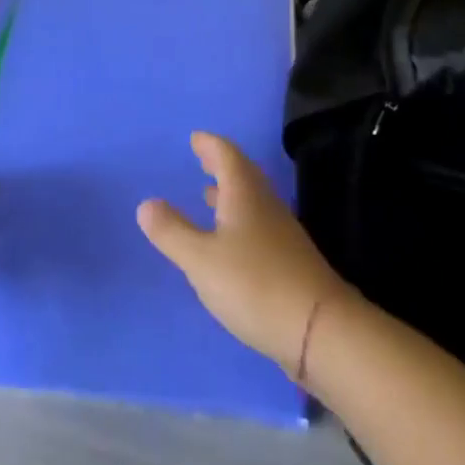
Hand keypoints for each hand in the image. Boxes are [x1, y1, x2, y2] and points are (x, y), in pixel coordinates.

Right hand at [138, 132, 353, 375]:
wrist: (317, 327)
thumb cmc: (254, 284)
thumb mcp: (201, 260)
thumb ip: (172, 232)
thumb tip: (146, 203)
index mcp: (244, 193)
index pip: (226, 154)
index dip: (210, 144)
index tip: (195, 137)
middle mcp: (265, 203)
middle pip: (242, 172)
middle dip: (220, 163)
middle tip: (201, 157)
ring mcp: (281, 231)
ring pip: (251, 198)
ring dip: (229, 191)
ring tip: (208, 194)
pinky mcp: (288, 258)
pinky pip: (258, 221)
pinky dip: (239, 217)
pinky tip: (230, 239)